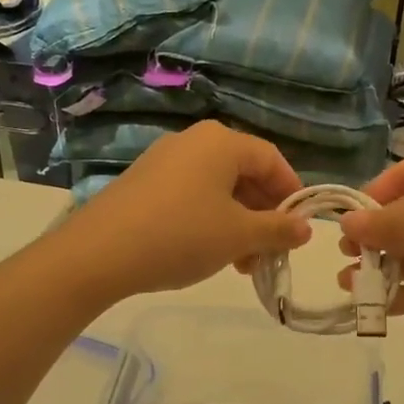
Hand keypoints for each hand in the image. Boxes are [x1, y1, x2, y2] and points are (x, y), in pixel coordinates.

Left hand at [56, 121, 311, 302]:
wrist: (99, 253)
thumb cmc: (181, 235)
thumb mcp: (239, 236)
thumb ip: (278, 229)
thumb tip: (305, 228)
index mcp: (222, 142)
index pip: (272, 159)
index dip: (291, 192)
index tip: (300, 227)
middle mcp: (194, 141)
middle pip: (244, 173)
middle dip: (263, 214)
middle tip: (271, 251)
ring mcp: (164, 160)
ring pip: (218, 188)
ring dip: (238, 222)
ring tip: (242, 263)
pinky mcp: (144, 182)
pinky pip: (191, 194)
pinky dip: (209, 219)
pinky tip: (209, 253)